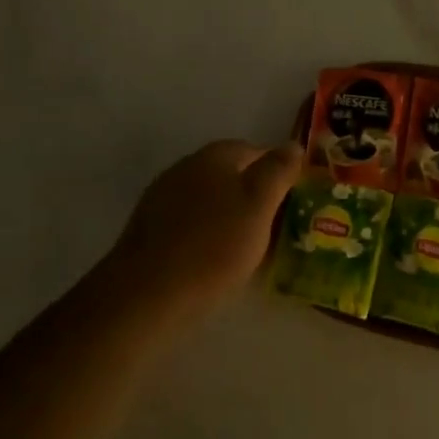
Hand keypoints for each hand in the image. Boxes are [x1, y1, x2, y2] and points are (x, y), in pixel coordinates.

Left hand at [105, 141, 303, 318]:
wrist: (145, 294)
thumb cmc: (213, 246)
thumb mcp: (260, 205)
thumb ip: (278, 171)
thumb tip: (293, 144)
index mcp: (215, 155)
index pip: (255, 150)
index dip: (277, 173)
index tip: (292, 201)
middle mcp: (186, 166)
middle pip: (229, 174)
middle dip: (252, 195)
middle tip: (273, 227)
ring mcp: (162, 196)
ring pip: (208, 199)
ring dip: (228, 215)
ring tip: (246, 248)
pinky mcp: (147, 228)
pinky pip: (188, 222)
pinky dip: (205, 233)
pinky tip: (211, 260)